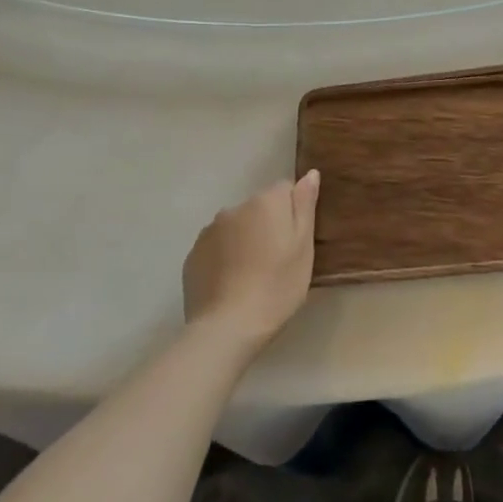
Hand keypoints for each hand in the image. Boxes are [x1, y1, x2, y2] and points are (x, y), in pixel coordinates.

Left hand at [182, 171, 318, 350]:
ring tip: (252, 275)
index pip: (285, 190)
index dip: (293, 214)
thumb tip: (310, 173)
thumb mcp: (303, 246)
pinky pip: (216, 247)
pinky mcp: (193, 255)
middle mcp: (235, 207)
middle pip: (259, 208)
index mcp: (266, 201)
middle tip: (277, 261)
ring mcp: (209, 231)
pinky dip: (225, 258)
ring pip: (236, 227)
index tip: (295, 242)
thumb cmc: (277, 286)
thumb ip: (305, 205)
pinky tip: (231, 284)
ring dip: (245, 240)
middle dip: (267, 225)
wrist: (227, 328)